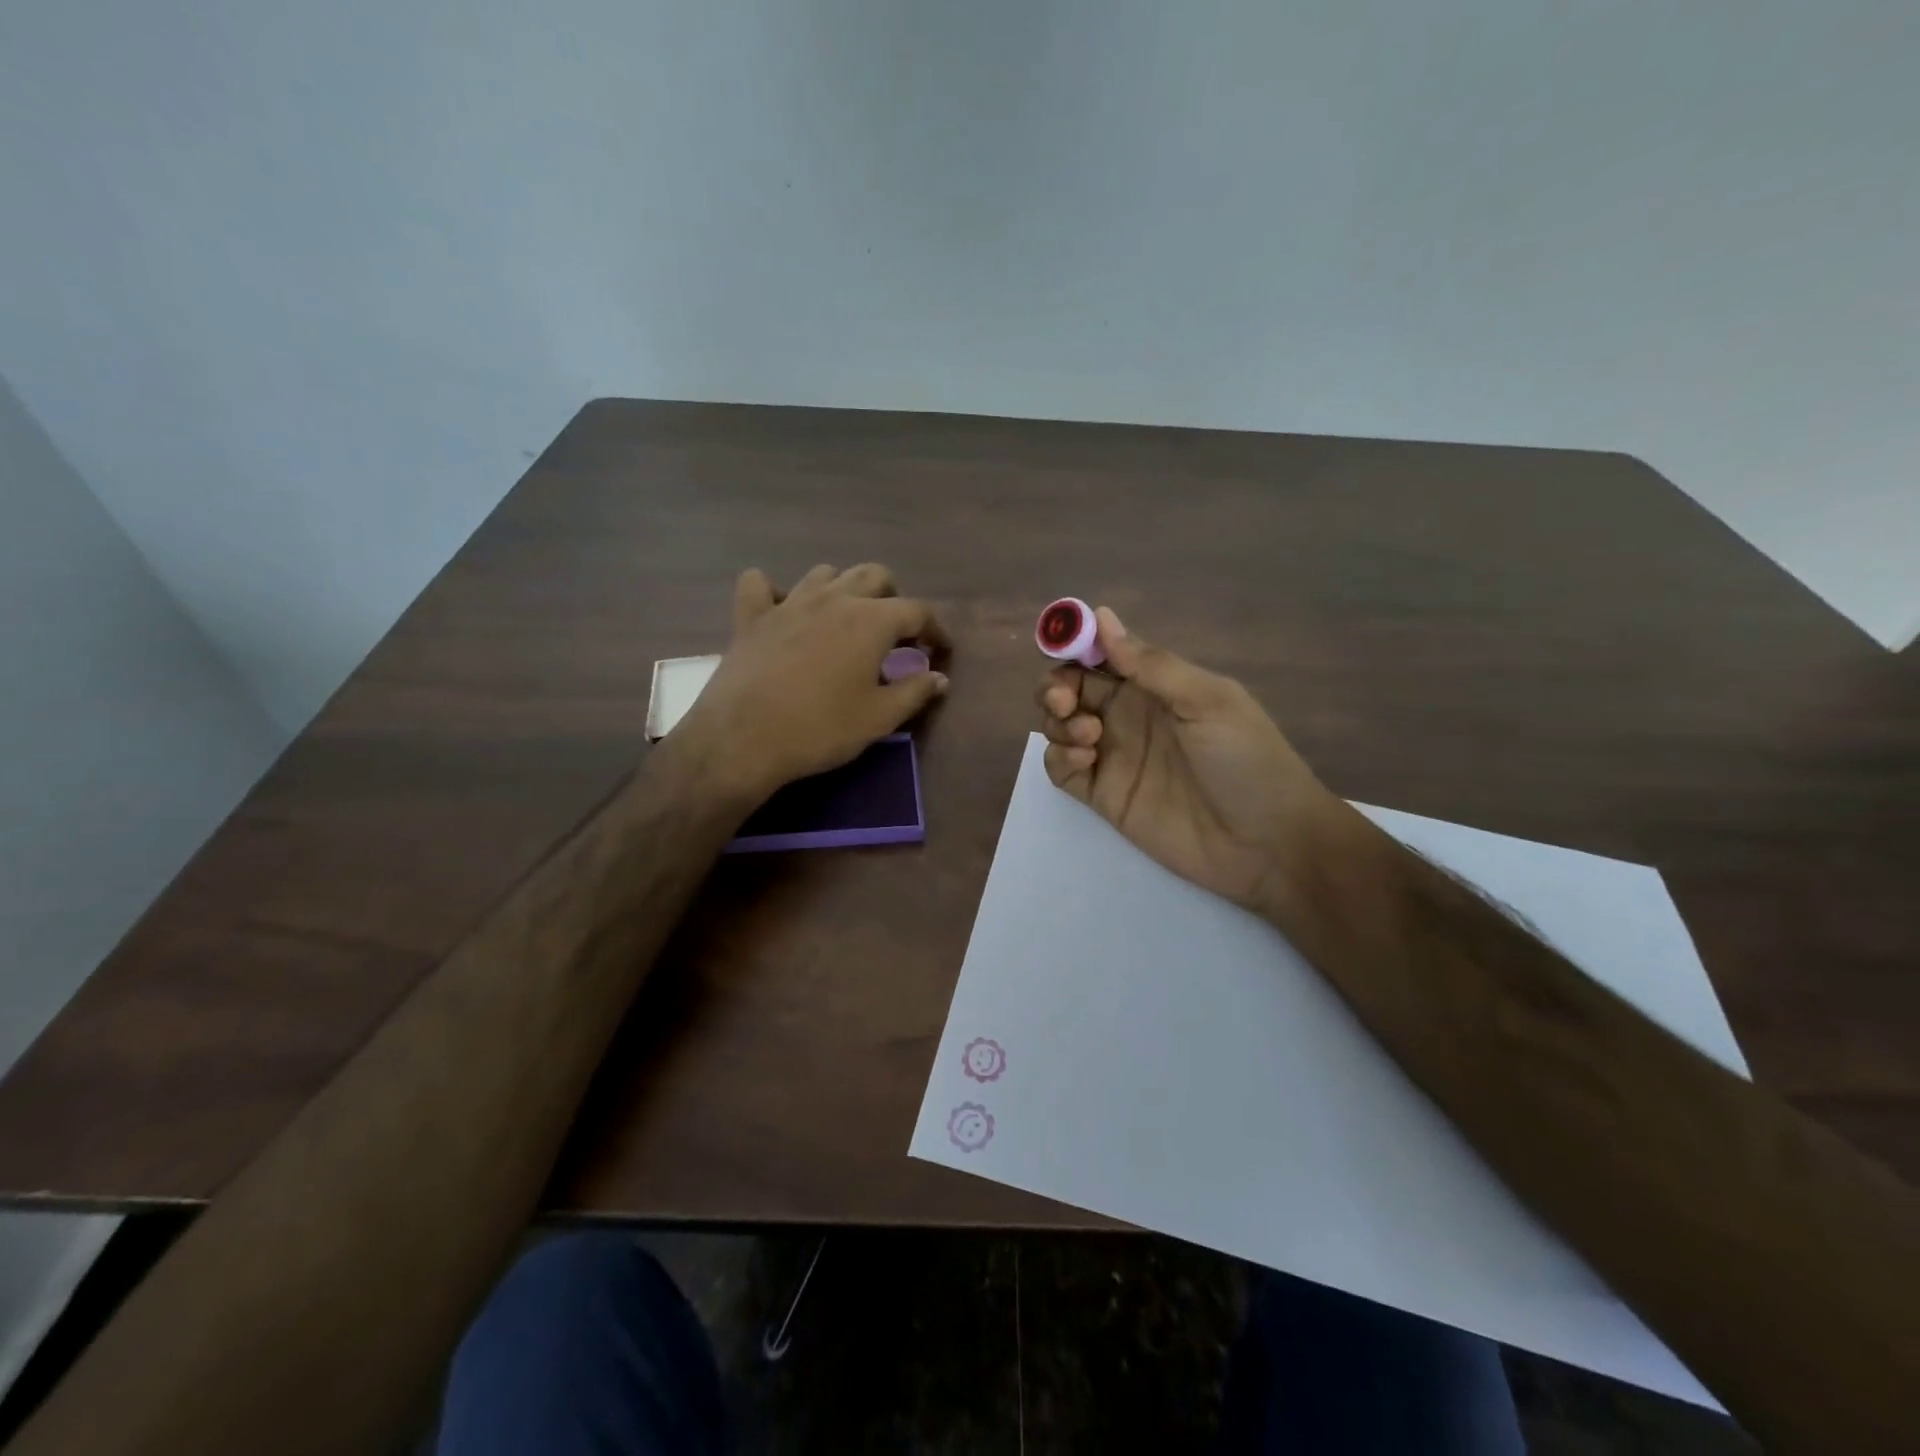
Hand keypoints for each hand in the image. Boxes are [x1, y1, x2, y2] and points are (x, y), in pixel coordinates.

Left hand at [676, 564, 949, 802]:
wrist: (744, 739)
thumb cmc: (821, 729)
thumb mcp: (879, 718)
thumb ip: (915, 692)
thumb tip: (940, 678)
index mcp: (871, 620)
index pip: (917, 611)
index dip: (935, 630)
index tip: (939, 650)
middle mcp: (833, 599)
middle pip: (874, 575)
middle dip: (893, 597)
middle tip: (895, 631)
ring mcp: (789, 602)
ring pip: (825, 573)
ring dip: (843, 589)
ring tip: (845, 620)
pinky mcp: (751, 617)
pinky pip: (760, 584)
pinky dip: (775, 591)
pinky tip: (782, 611)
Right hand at [1038, 607, 1339, 912]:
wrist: (1267, 842)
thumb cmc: (1246, 759)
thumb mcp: (1208, 701)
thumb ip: (1151, 665)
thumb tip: (1102, 616)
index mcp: (1154, 685)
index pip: (1101, 654)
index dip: (1075, 644)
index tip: (1060, 645)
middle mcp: (1127, 715)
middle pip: (1070, 688)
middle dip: (1055, 686)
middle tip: (1063, 701)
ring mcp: (1113, 756)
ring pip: (1060, 726)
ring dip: (1059, 722)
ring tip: (1090, 737)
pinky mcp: (1103, 795)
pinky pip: (1061, 769)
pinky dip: (1059, 758)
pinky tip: (1085, 761)